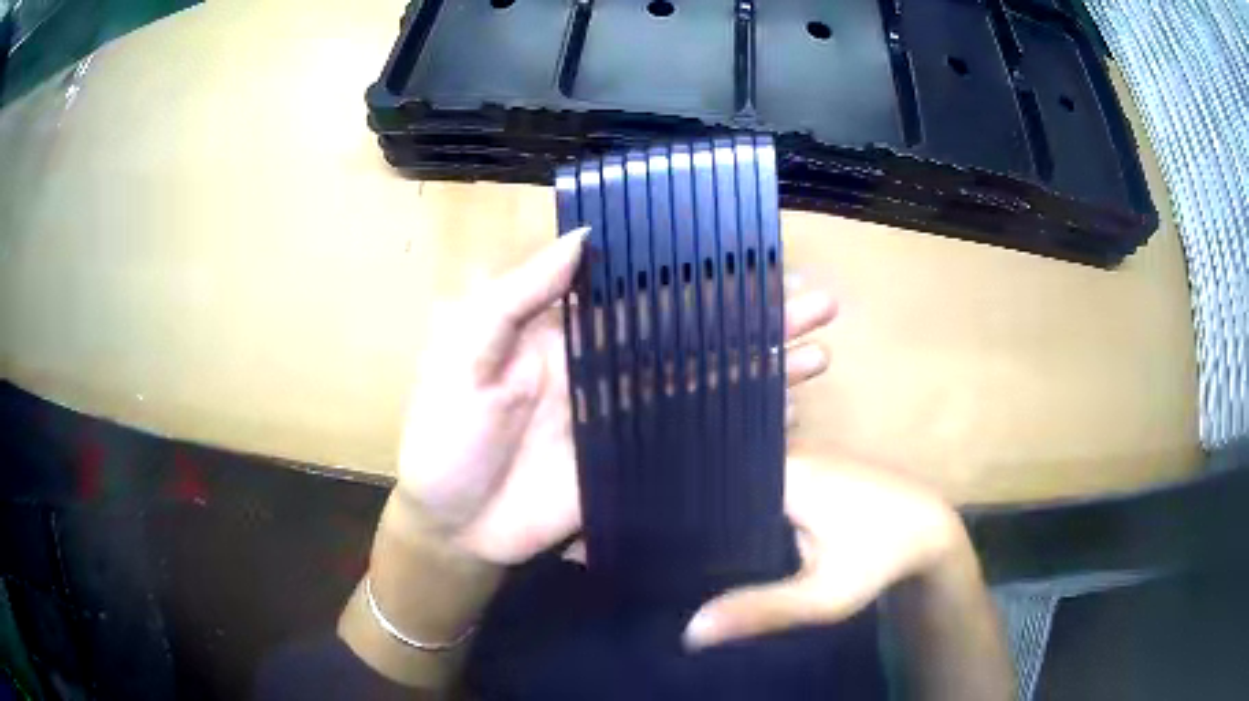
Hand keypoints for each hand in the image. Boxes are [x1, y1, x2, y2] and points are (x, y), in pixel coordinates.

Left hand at [397, 232, 838, 564]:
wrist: (453, 524)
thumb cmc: (446, 433)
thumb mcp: (466, 352)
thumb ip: (519, 296)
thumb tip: (583, 235)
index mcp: (569, 330)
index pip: (646, 290)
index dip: (697, 271)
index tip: (754, 256)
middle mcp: (609, 365)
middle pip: (694, 332)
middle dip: (756, 317)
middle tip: (816, 300)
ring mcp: (628, 416)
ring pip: (707, 379)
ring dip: (764, 364)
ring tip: (821, 349)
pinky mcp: (637, 462)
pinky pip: (696, 434)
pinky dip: (740, 422)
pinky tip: (785, 410)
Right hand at [683, 454, 966, 647]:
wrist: (927, 529)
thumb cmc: (879, 559)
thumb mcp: (824, 596)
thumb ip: (760, 611)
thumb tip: (691, 631)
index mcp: (782, 474)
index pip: (708, 479)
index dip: (675, 509)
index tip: (648, 540)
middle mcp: (785, 454)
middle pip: (722, 477)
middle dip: (691, 511)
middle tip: (656, 548)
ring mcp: (798, 456)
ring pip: (739, 479)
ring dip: (715, 508)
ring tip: (673, 541)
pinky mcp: (808, 467)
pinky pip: (758, 481)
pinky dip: (740, 506)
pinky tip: (720, 534)